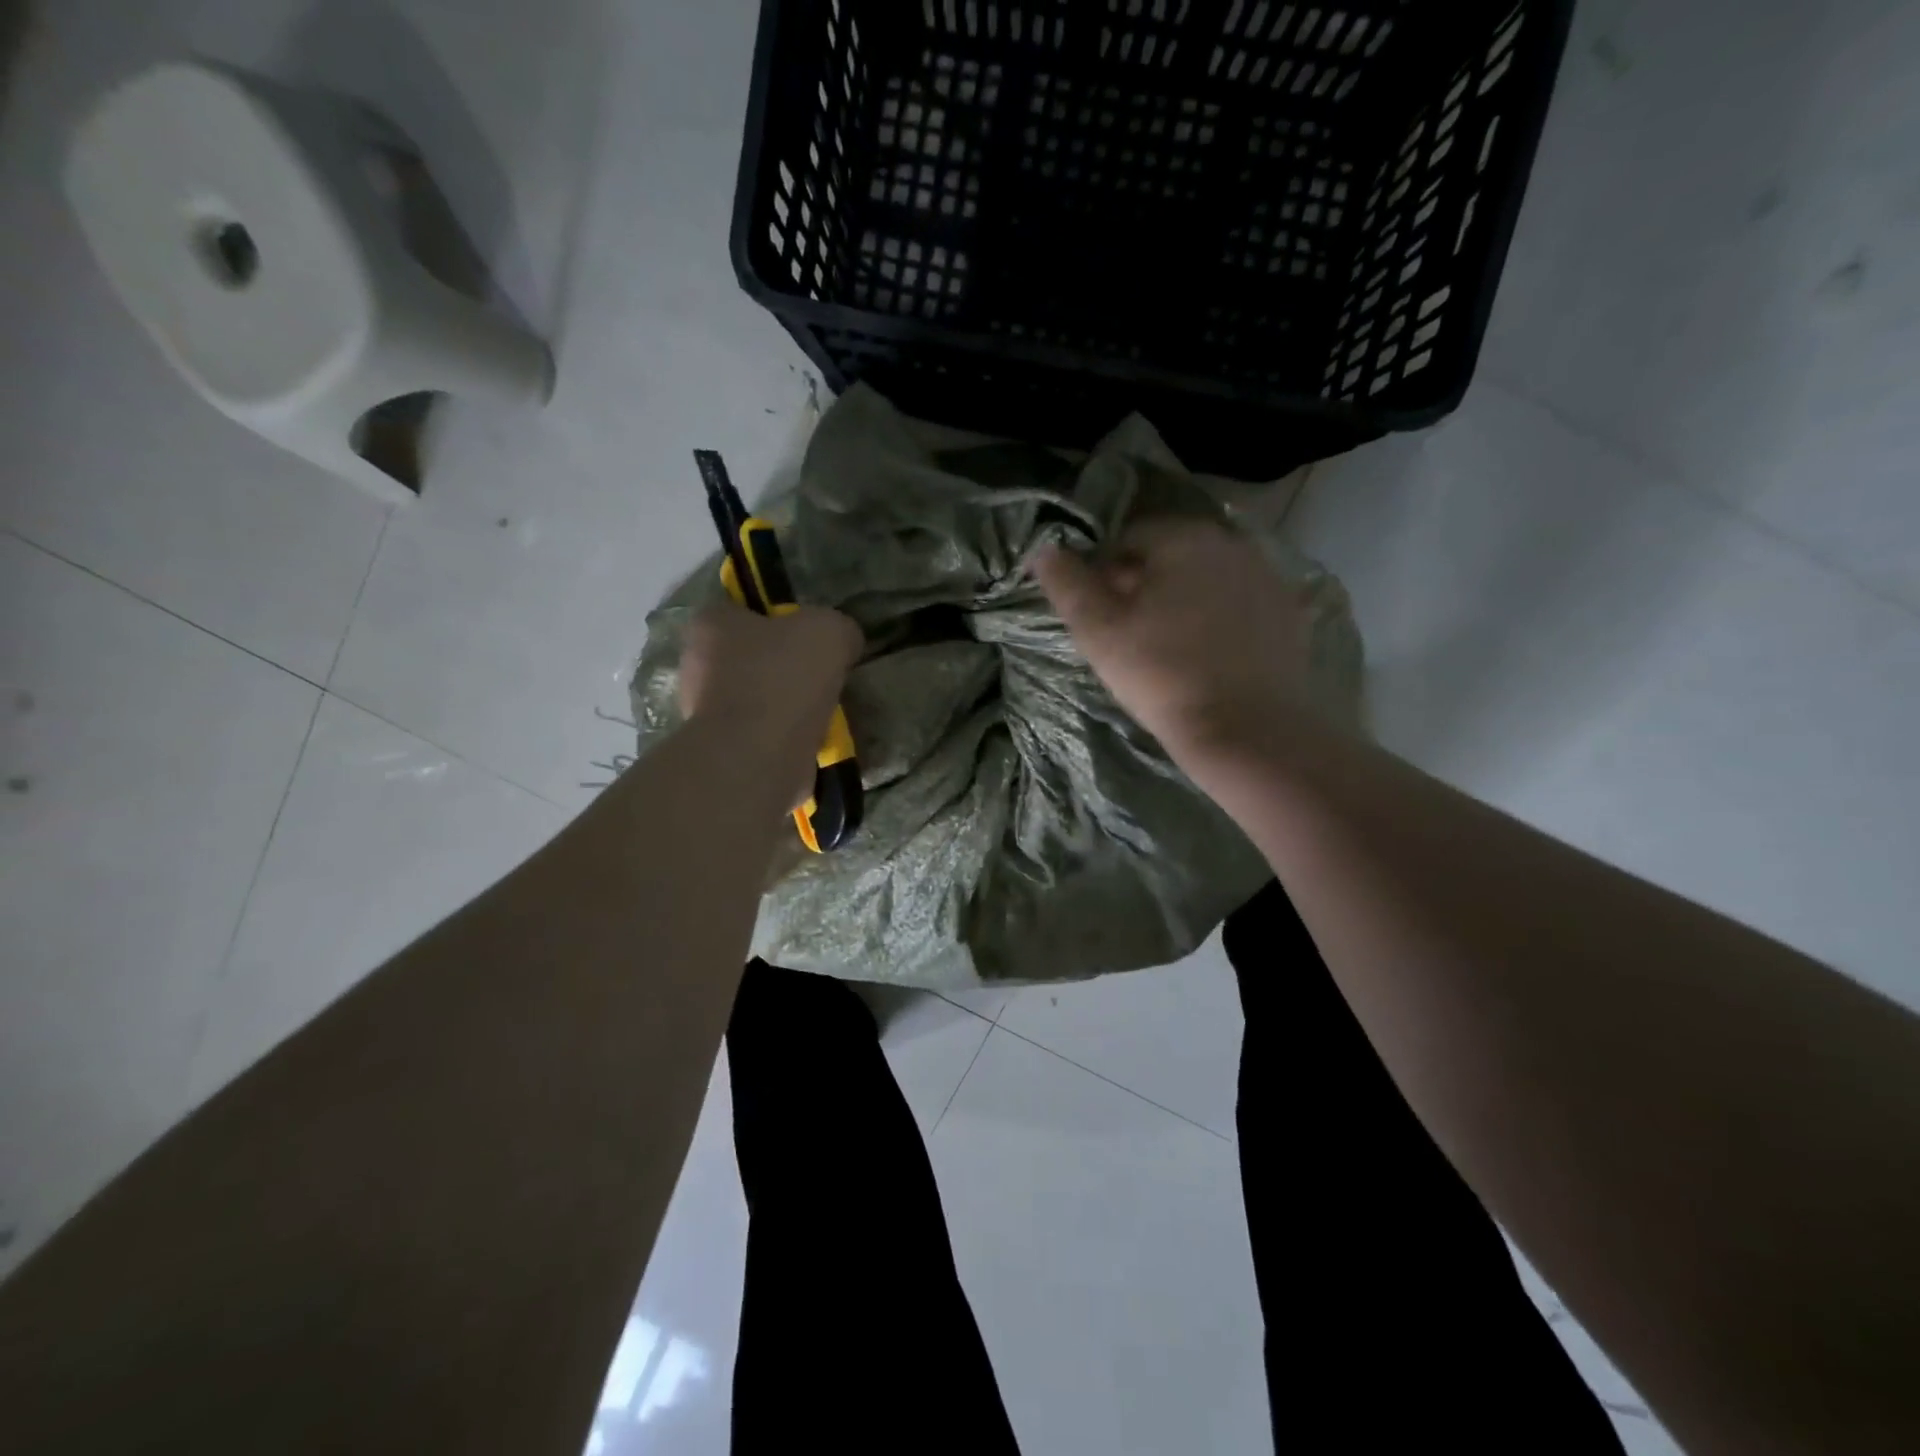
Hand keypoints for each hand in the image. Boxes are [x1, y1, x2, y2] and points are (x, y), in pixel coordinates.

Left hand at [679, 601, 861, 784]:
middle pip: (750, 656)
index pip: (744, 610)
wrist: (756, 757)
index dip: (780, 620)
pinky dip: (785, 738)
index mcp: (711, 624)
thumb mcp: (828, 632)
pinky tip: (812, 742)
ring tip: (824, 714)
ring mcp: (704, 712)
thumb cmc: (782, 678)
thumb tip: (844, 642)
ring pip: (756, 698)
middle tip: (822, 676)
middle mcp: (696, 664)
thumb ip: (839, 628)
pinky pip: (761, 735)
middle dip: (784, 666)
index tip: (810, 637)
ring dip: (787, 706)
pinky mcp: (720, 750)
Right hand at [1034, 516, 1313, 767]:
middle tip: (1127, 634)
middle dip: (1143, 584)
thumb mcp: (1098, 630)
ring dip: (1180, 600)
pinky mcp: (1288, 613)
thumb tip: (1044, 549)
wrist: (1248, 730)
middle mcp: (1231, 543)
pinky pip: (1237, 605)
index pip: (1128, 538)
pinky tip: (1206, 657)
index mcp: (1183, 537)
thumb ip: (1067, 584)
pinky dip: (1216, 620)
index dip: (1103, 573)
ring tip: (1166, 648)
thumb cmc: (1162, 674)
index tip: (1097, 615)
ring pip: (1205, 579)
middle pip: (1170, 554)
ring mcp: (1266, 577)